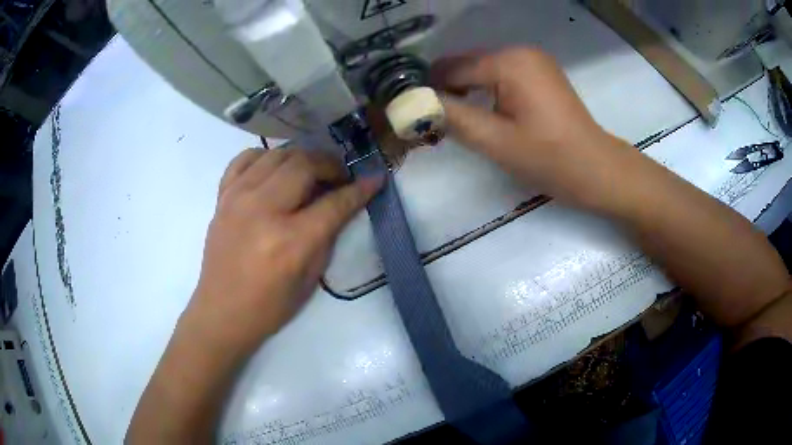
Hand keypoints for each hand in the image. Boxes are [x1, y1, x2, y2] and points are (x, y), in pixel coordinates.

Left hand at [183, 148, 382, 356]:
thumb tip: (340, 203)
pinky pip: (243, 159)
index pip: (333, 203)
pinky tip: (274, 168)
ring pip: (276, 155)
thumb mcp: (310, 279)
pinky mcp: (222, 197)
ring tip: (310, 170)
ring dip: (301, 157)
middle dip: (330, 164)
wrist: (221, 312)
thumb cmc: (269, 307)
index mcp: (290, 241)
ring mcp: (237, 199)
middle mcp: (263, 211)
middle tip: (339, 175)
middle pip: (304, 165)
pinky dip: (264, 156)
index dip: (359, 189)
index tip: (375, 179)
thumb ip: (327, 236)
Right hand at [432, 48, 631, 209]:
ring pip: (483, 68)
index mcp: (509, 62)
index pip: (453, 68)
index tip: (413, 112)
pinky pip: (502, 73)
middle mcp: (520, 51)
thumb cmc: (549, 158)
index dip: (429, 89)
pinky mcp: (541, 71)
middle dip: (448, 88)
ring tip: (457, 117)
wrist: (596, 169)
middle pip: (468, 64)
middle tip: (435, 119)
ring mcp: (534, 59)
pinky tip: (486, 109)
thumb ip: (451, 116)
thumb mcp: (495, 141)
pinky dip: (487, 88)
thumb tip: (413, 103)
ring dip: (466, 88)